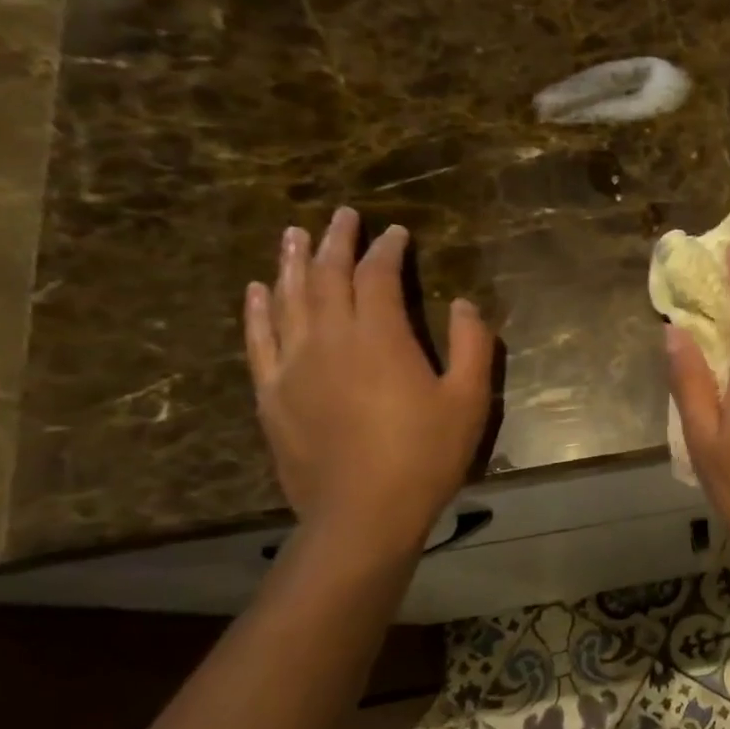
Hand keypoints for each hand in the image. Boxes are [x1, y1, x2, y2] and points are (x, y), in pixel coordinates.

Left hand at [244, 207, 493, 557]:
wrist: (363, 513)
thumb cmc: (425, 455)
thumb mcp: (470, 399)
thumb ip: (473, 345)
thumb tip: (463, 303)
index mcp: (380, 337)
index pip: (377, 276)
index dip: (386, 249)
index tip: (396, 232)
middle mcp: (329, 339)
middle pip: (325, 276)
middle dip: (335, 241)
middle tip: (341, 216)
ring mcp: (293, 365)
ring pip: (287, 299)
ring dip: (290, 262)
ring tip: (293, 234)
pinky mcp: (271, 393)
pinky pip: (258, 339)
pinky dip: (257, 309)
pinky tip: (257, 290)